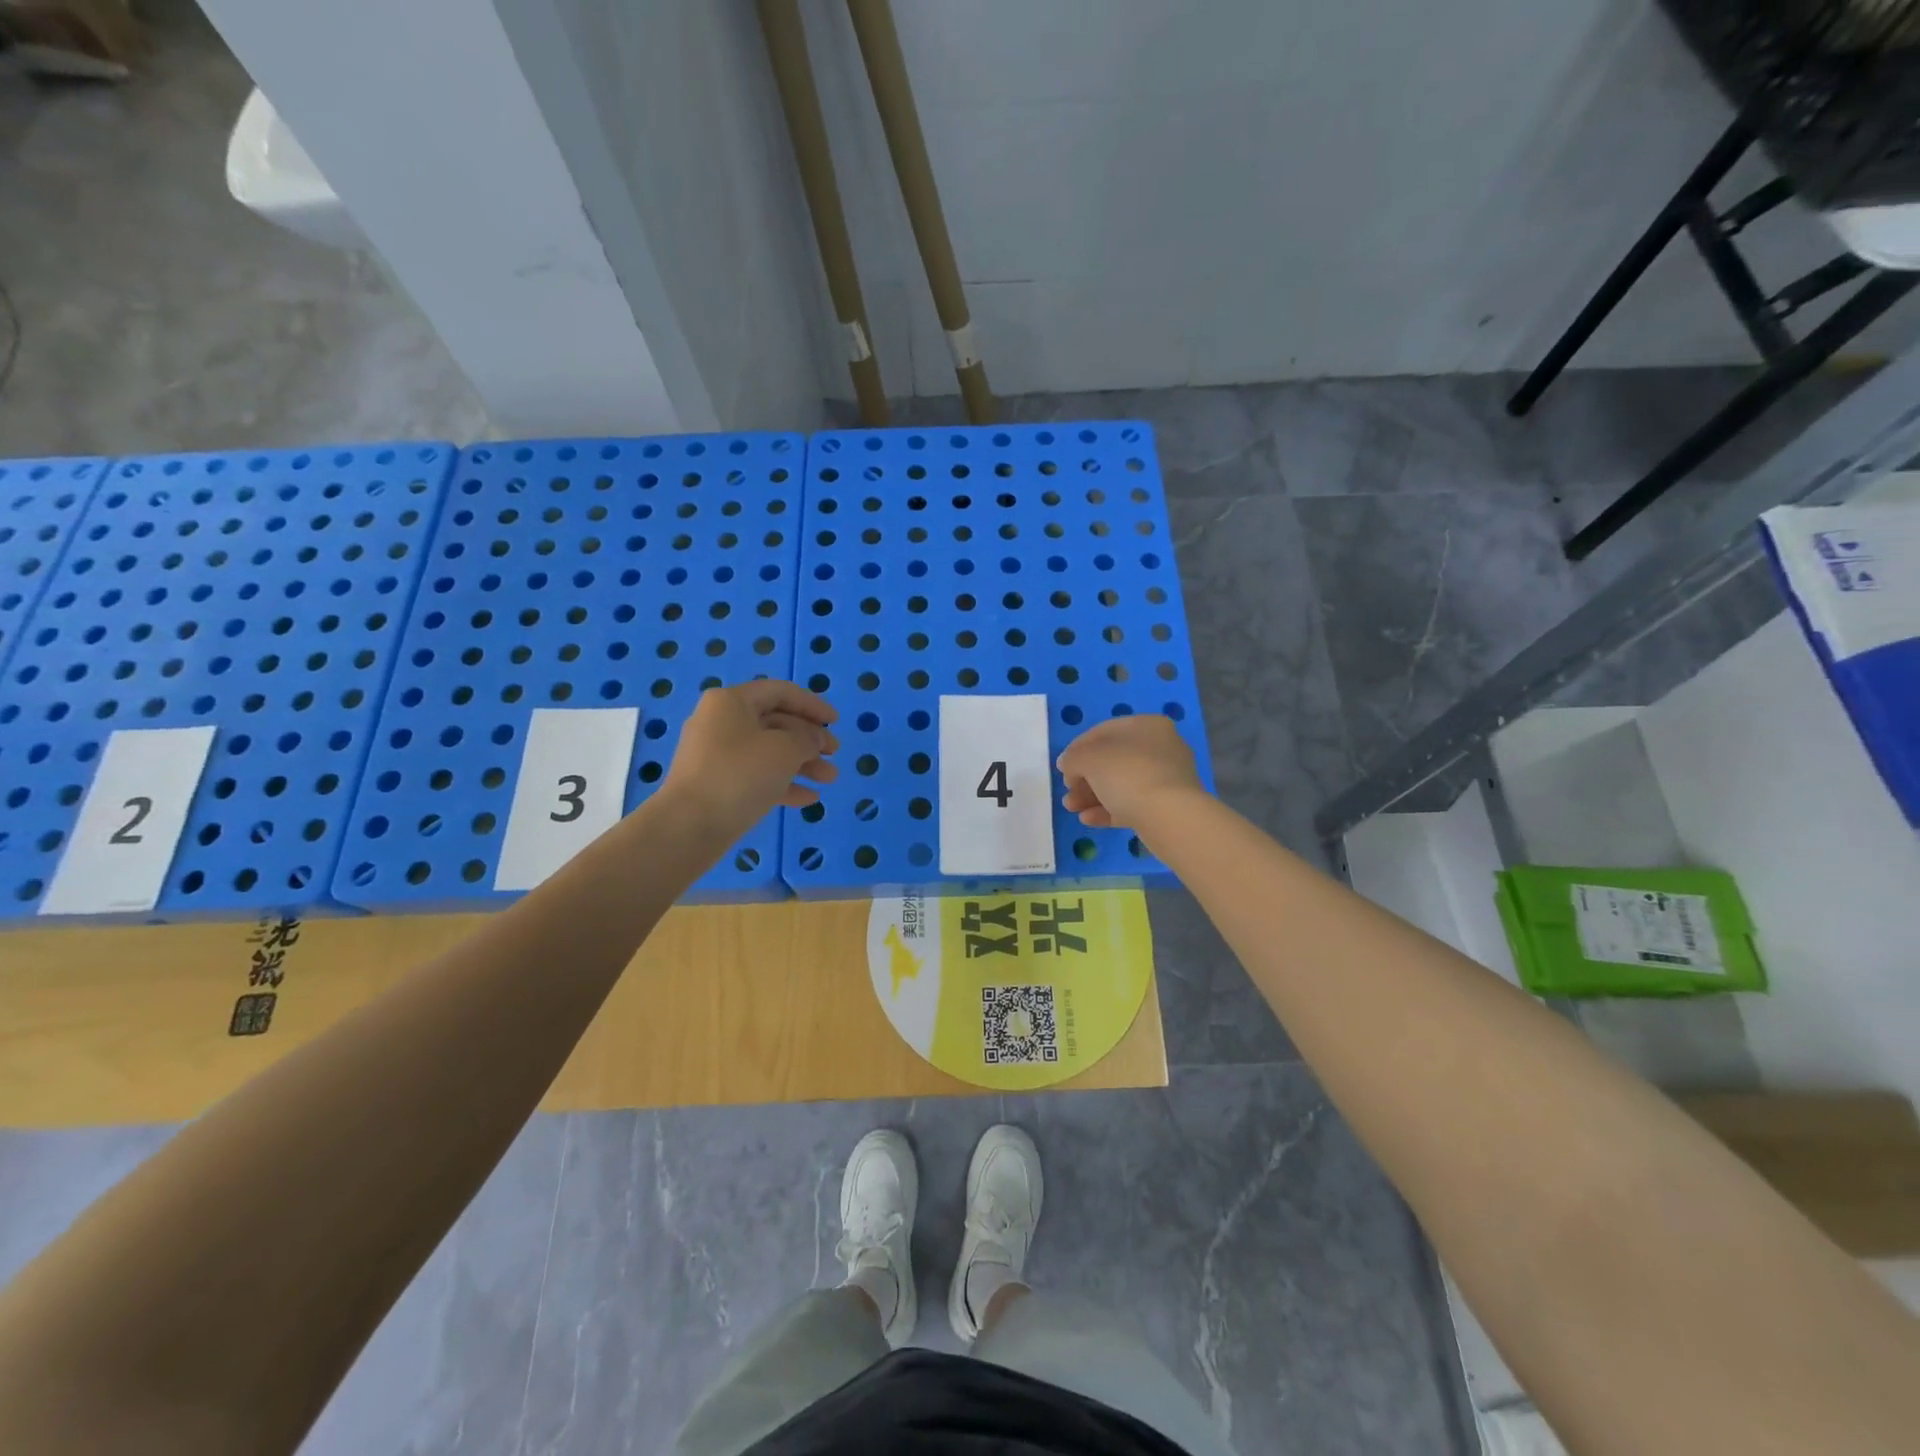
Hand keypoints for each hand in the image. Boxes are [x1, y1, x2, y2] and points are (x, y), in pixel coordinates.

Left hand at [664, 680, 838, 832]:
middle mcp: (721, 722)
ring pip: (769, 751)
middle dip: (810, 739)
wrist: (689, 826)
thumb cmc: (740, 775)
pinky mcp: (717, 784)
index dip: (813, 704)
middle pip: (776, 722)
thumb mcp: (785, 750)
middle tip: (835, 754)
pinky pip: (756, 776)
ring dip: (802, 763)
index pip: (781, 692)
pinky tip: (809, 798)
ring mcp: (717, 755)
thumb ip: (808, 739)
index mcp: (732, 701)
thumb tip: (812, 740)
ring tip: (830, 779)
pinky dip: (783, 783)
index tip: (836, 722)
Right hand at [1057, 715, 1203, 830]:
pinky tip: (1088, 819)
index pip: (1104, 731)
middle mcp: (1161, 747)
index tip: (1063, 767)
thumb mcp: (1089, 759)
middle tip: (1068, 791)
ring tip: (1072, 809)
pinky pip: (1133, 804)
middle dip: (1085, 777)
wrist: (1170, 817)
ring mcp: (1166, 778)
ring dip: (1093, 795)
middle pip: (1113, 760)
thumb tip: (1068, 764)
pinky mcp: (1167, 806)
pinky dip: (1109, 810)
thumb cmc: (1128, 775)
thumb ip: (1073, 758)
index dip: (1078, 748)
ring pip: (1121, 784)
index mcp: (1147, 726)